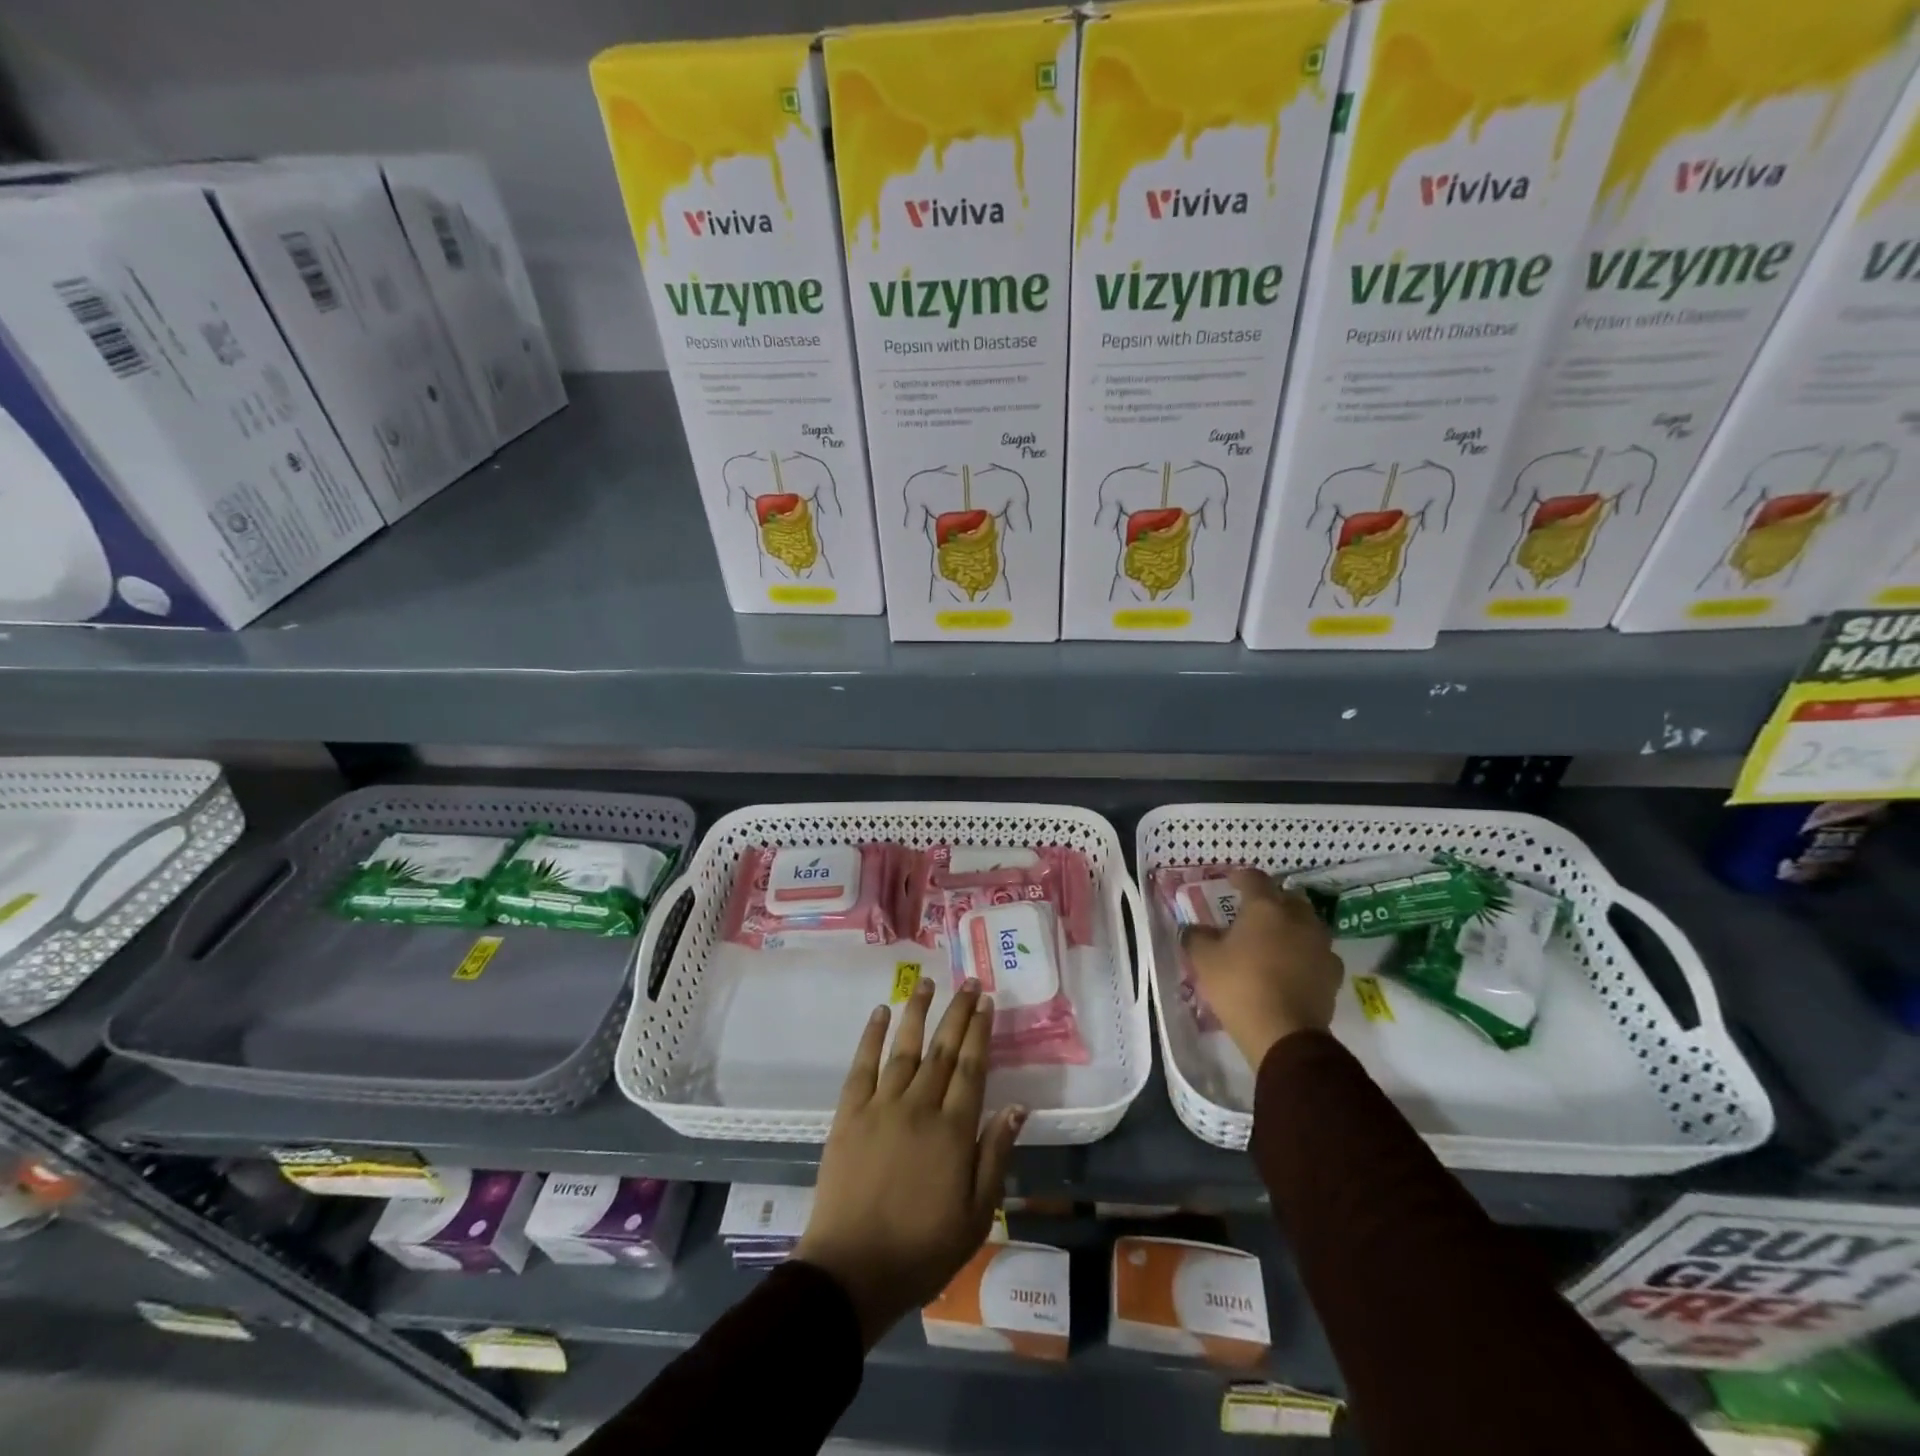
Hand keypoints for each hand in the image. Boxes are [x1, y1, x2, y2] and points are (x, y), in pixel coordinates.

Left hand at [795, 979, 1025, 1348]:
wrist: (852, 1270)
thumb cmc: (922, 1249)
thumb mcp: (976, 1215)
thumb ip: (995, 1155)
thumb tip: (1018, 1107)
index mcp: (953, 1130)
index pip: (972, 1067)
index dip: (980, 1031)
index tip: (986, 1002)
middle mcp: (919, 1106)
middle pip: (942, 1049)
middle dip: (957, 1012)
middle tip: (967, 982)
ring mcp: (881, 1106)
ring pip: (904, 1048)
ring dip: (917, 1012)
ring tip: (926, 982)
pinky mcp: (849, 1114)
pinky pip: (862, 1065)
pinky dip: (871, 1036)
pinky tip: (879, 1013)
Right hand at [1184, 868, 1343, 1068]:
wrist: (1284, 1034)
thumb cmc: (1239, 986)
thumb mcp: (1204, 960)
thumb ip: (1197, 937)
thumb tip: (1193, 929)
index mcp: (1265, 908)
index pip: (1254, 879)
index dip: (1241, 877)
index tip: (1231, 881)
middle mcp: (1298, 918)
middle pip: (1288, 897)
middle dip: (1272, 900)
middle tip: (1255, 912)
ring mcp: (1320, 945)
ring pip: (1308, 924)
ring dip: (1292, 926)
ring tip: (1275, 940)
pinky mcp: (1332, 973)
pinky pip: (1318, 952)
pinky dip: (1306, 953)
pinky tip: (1294, 966)